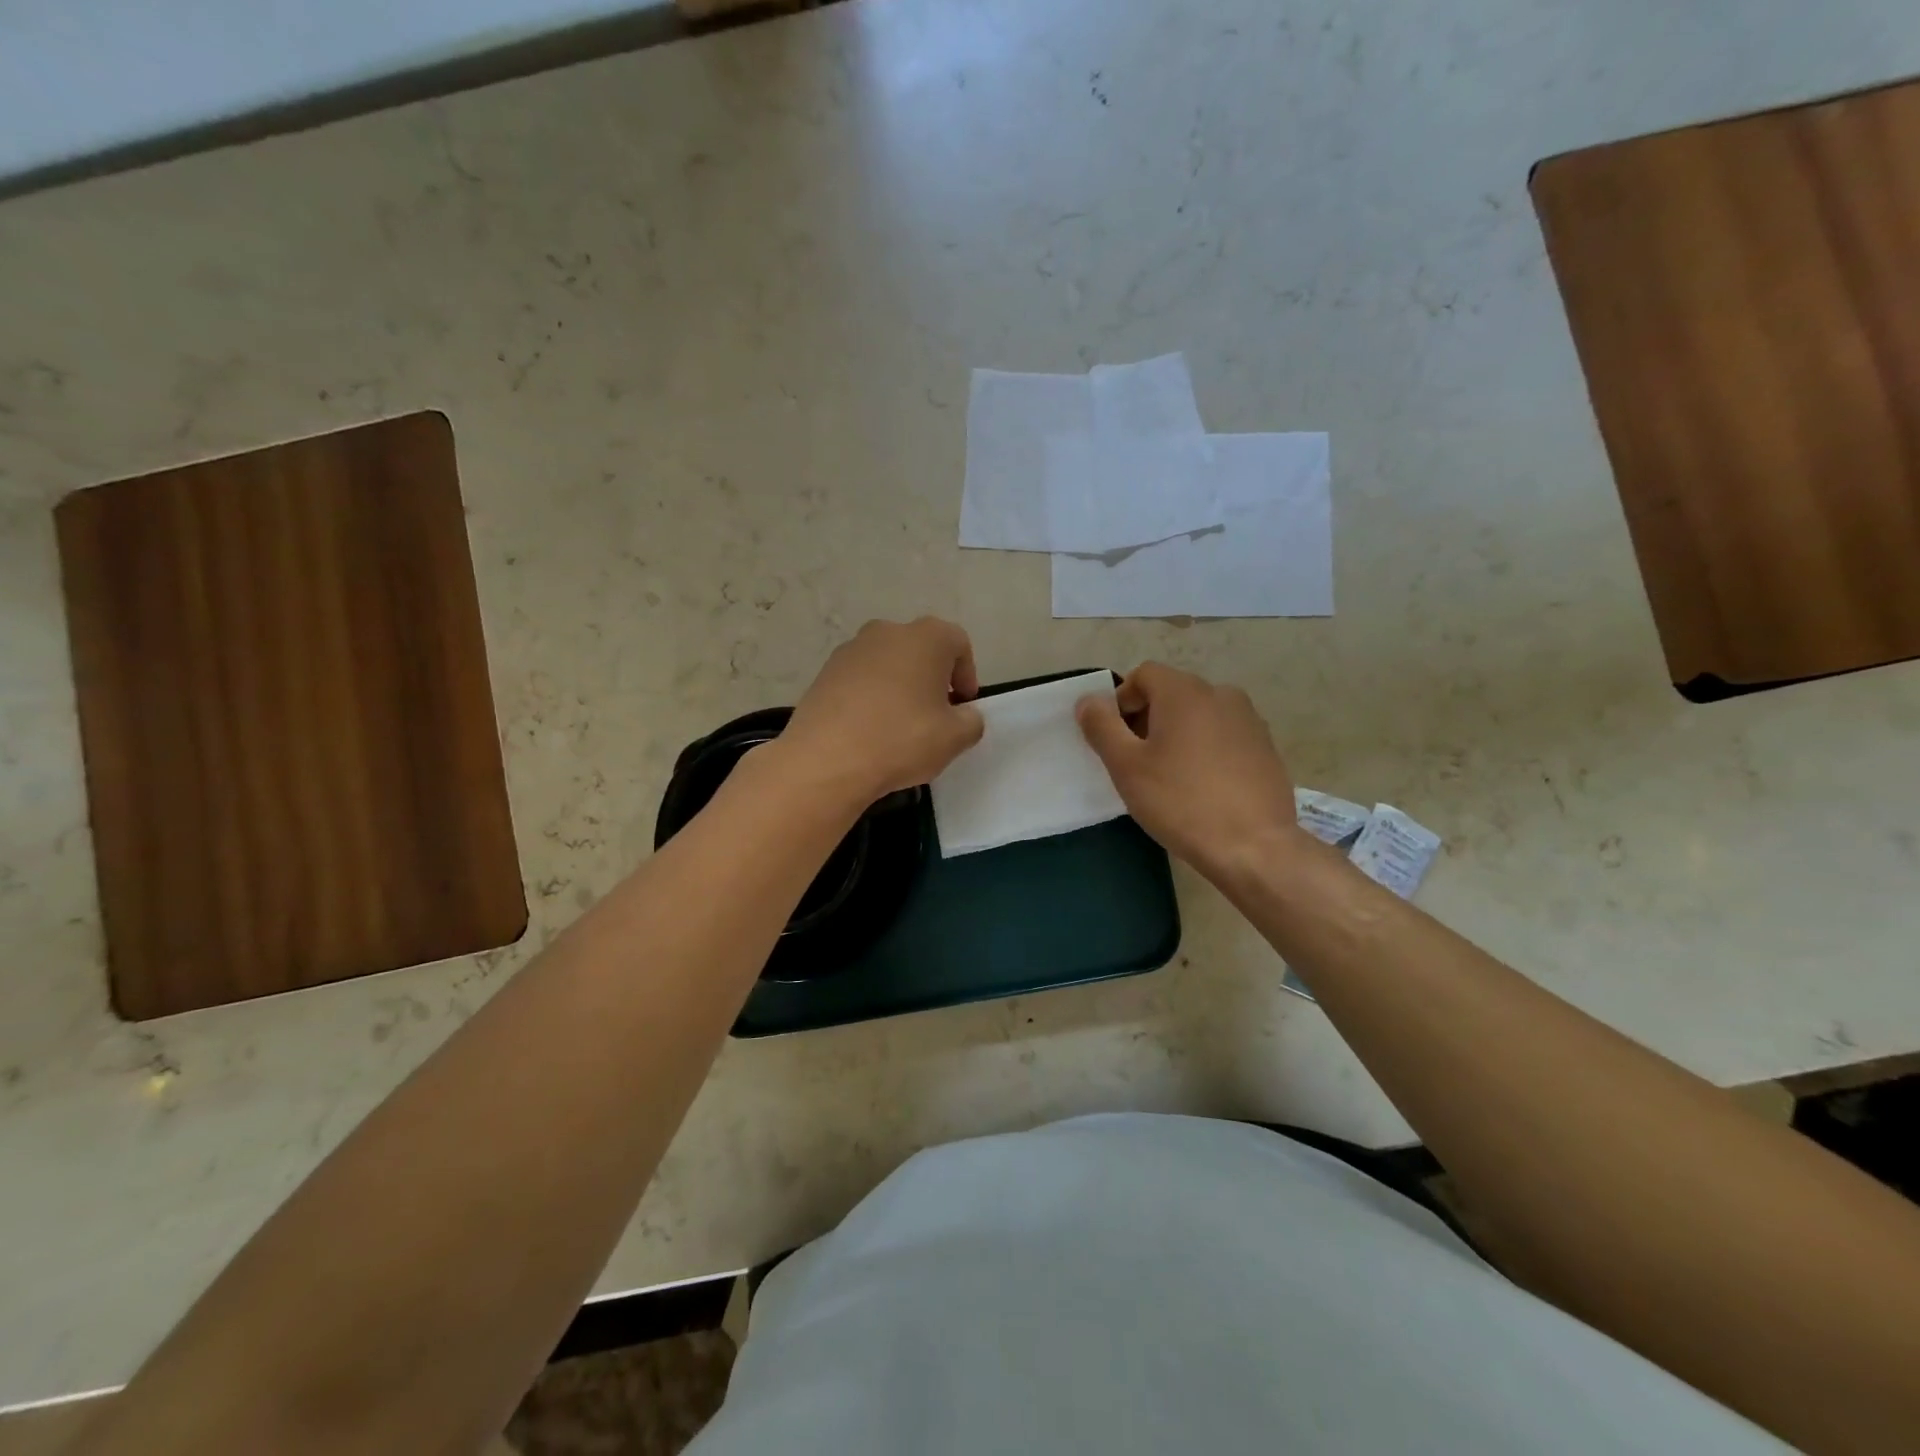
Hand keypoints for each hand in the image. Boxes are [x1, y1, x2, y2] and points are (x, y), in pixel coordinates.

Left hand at [780, 618, 984, 801]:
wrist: (826, 759)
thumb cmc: (902, 739)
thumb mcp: (955, 738)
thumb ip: (971, 721)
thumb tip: (963, 715)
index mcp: (926, 637)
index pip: (958, 644)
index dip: (966, 675)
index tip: (963, 707)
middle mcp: (887, 631)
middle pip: (921, 650)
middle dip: (932, 678)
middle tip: (935, 715)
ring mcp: (851, 650)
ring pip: (888, 664)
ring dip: (900, 687)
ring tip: (899, 726)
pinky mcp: (824, 672)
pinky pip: (860, 680)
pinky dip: (871, 697)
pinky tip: (869, 730)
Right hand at [1076, 662, 1305, 879]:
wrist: (1253, 847)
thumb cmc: (1180, 801)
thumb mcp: (1126, 766)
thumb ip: (1101, 726)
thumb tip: (1088, 700)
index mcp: (1185, 691)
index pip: (1143, 674)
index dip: (1121, 700)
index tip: (1115, 739)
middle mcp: (1221, 694)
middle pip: (1172, 692)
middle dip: (1148, 718)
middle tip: (1136, 761)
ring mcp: (1249, 720)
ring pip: (1199, 715)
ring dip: (1177, 734)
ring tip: (1169, 775)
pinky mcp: (1266, 747)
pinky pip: (1223, 735)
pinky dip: (1206, 749)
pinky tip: (1202, 786)